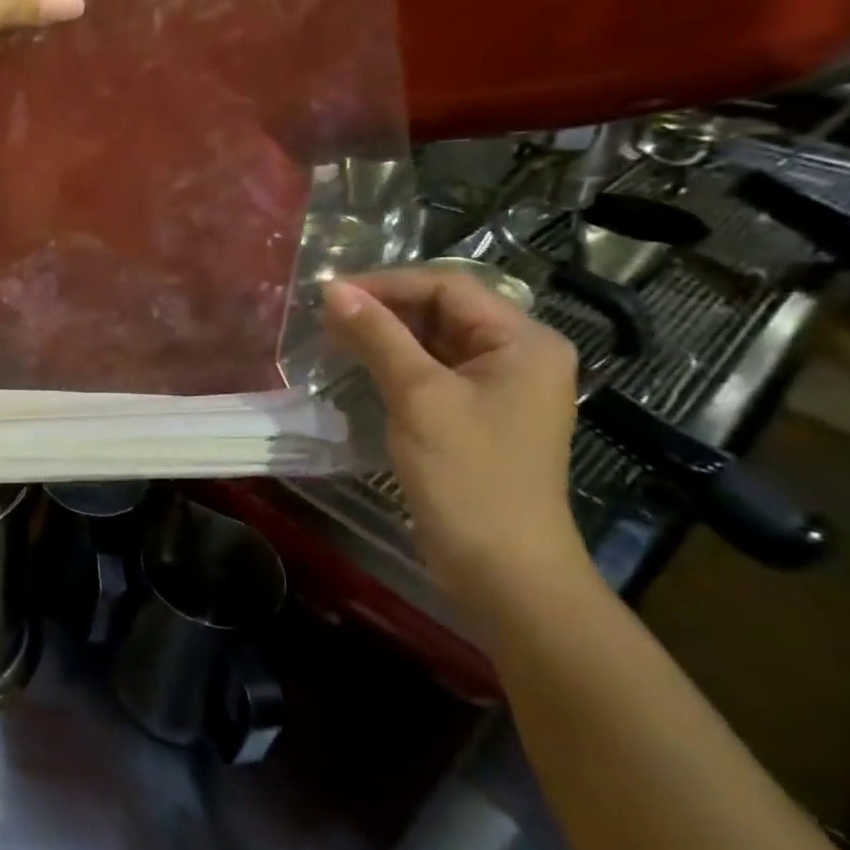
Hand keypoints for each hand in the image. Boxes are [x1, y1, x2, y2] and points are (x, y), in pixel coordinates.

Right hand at [322, 269, 588, 626]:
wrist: (500, 566)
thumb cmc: (467, 474)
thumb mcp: (419, 396)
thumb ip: (378, 336)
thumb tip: (334, 291)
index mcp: (524, 341)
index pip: (449, 286)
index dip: (388, 283)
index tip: (330, 294)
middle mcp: (518, 355)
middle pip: (444, 310)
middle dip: (385, 307)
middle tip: (326, 315)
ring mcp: (498, 387)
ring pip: (434, 341)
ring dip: (386, 335)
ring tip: (333, 335)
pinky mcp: (476, 415)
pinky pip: (433, 372)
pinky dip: (395, 363)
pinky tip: (359, 365)